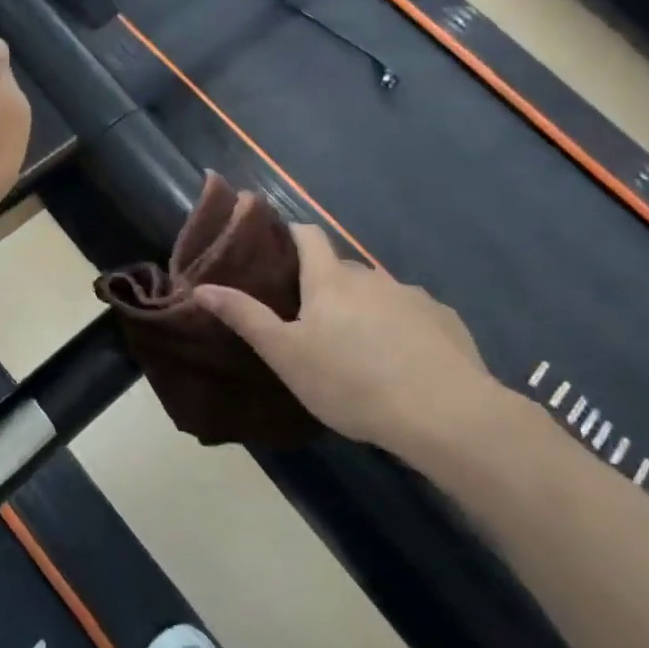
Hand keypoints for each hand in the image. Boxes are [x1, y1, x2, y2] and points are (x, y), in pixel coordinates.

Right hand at [195, 224, 501, 452]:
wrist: (446, 415)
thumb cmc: (351, 382)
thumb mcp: (285, 355)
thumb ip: (244, 317)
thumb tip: (202, 287)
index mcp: (330, 280)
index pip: (307, 234)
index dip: (290, 232)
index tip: (277, 245)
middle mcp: (372, 278)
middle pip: (342, 268)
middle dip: (326, 283)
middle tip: (312, 319)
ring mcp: (414, 297)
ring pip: (379, 293)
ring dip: (365, 308)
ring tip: (360, 347)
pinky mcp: (446, 321)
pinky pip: (414, 315)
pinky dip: (402, 327)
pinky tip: (403, 361)